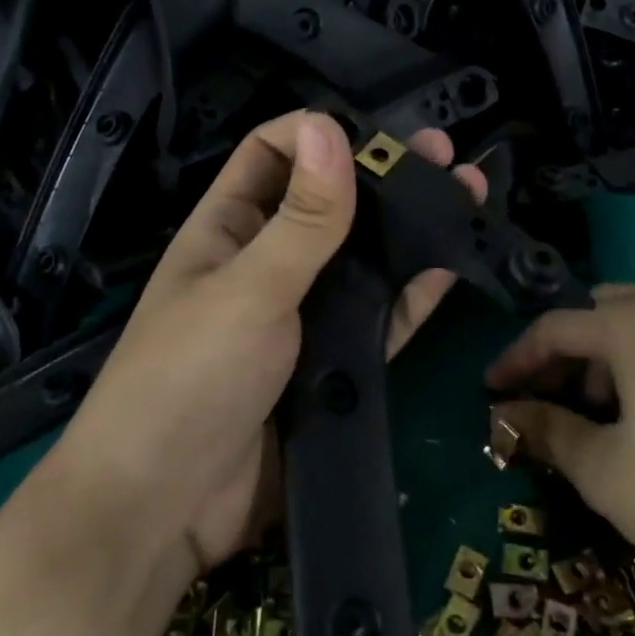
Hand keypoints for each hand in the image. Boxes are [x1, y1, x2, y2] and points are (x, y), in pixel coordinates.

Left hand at [56, 110, 486, 574]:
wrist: (167, 508)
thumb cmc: (189, 377)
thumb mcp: (247, 288)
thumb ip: (301, 219)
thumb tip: (332, 127)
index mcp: (227, 228)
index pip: (270, 155)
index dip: (316, 135)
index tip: (375, 133)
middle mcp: (267, 263)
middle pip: (330, 204)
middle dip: (383, 177)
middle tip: (446, 156)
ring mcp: (302, 317)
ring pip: (363, 261)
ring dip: (410, 231)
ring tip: (468, 196)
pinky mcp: (330, 366)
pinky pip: (378, 321)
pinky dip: (410, 296)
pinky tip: (448, 267)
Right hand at [485, 286, 634, 635]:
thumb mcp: (605, 473)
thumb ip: (548, 430)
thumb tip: (505, 412)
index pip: (555, 327)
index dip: (517, 358)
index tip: (493, 390)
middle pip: (602, 314)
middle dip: (568, 353)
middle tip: (552, 401)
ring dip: (611, 357)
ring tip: (607, 415)